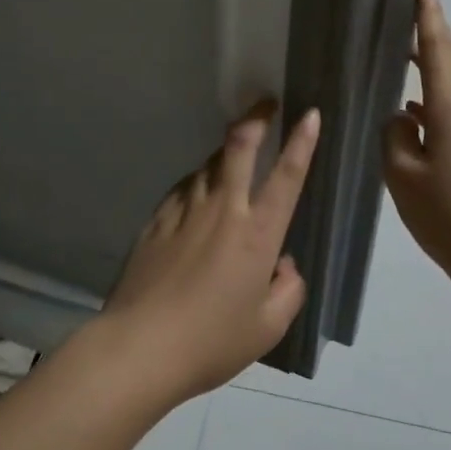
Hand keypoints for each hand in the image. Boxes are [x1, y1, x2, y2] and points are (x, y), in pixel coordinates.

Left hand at [92, 103, 321, 403]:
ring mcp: (184, 211)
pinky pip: (183, 188)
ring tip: (234, 151)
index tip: (309, 114)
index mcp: (257, 234)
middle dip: (256, 118)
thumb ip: (288, 290)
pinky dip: (197, 182)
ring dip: (225, 152)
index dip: (301, 141)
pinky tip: (197, 192)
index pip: (286, 176)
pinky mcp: (156, 220)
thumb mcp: (268, 327)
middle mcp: (222, 210)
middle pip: (239, 147)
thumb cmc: (212, 341)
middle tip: (265, 103)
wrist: (141, 345)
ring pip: (208, 164)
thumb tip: (284, 265)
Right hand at [384, 0, 450, 302]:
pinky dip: (438, 96)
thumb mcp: (403, 176)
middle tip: (411, 12)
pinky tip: (414, 109)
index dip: (429, 19)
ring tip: (406, 53)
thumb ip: (395, 136)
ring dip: (436, 64)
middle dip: (434, 34)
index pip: (440, 50)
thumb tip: (403, 118)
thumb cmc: (449, 217)